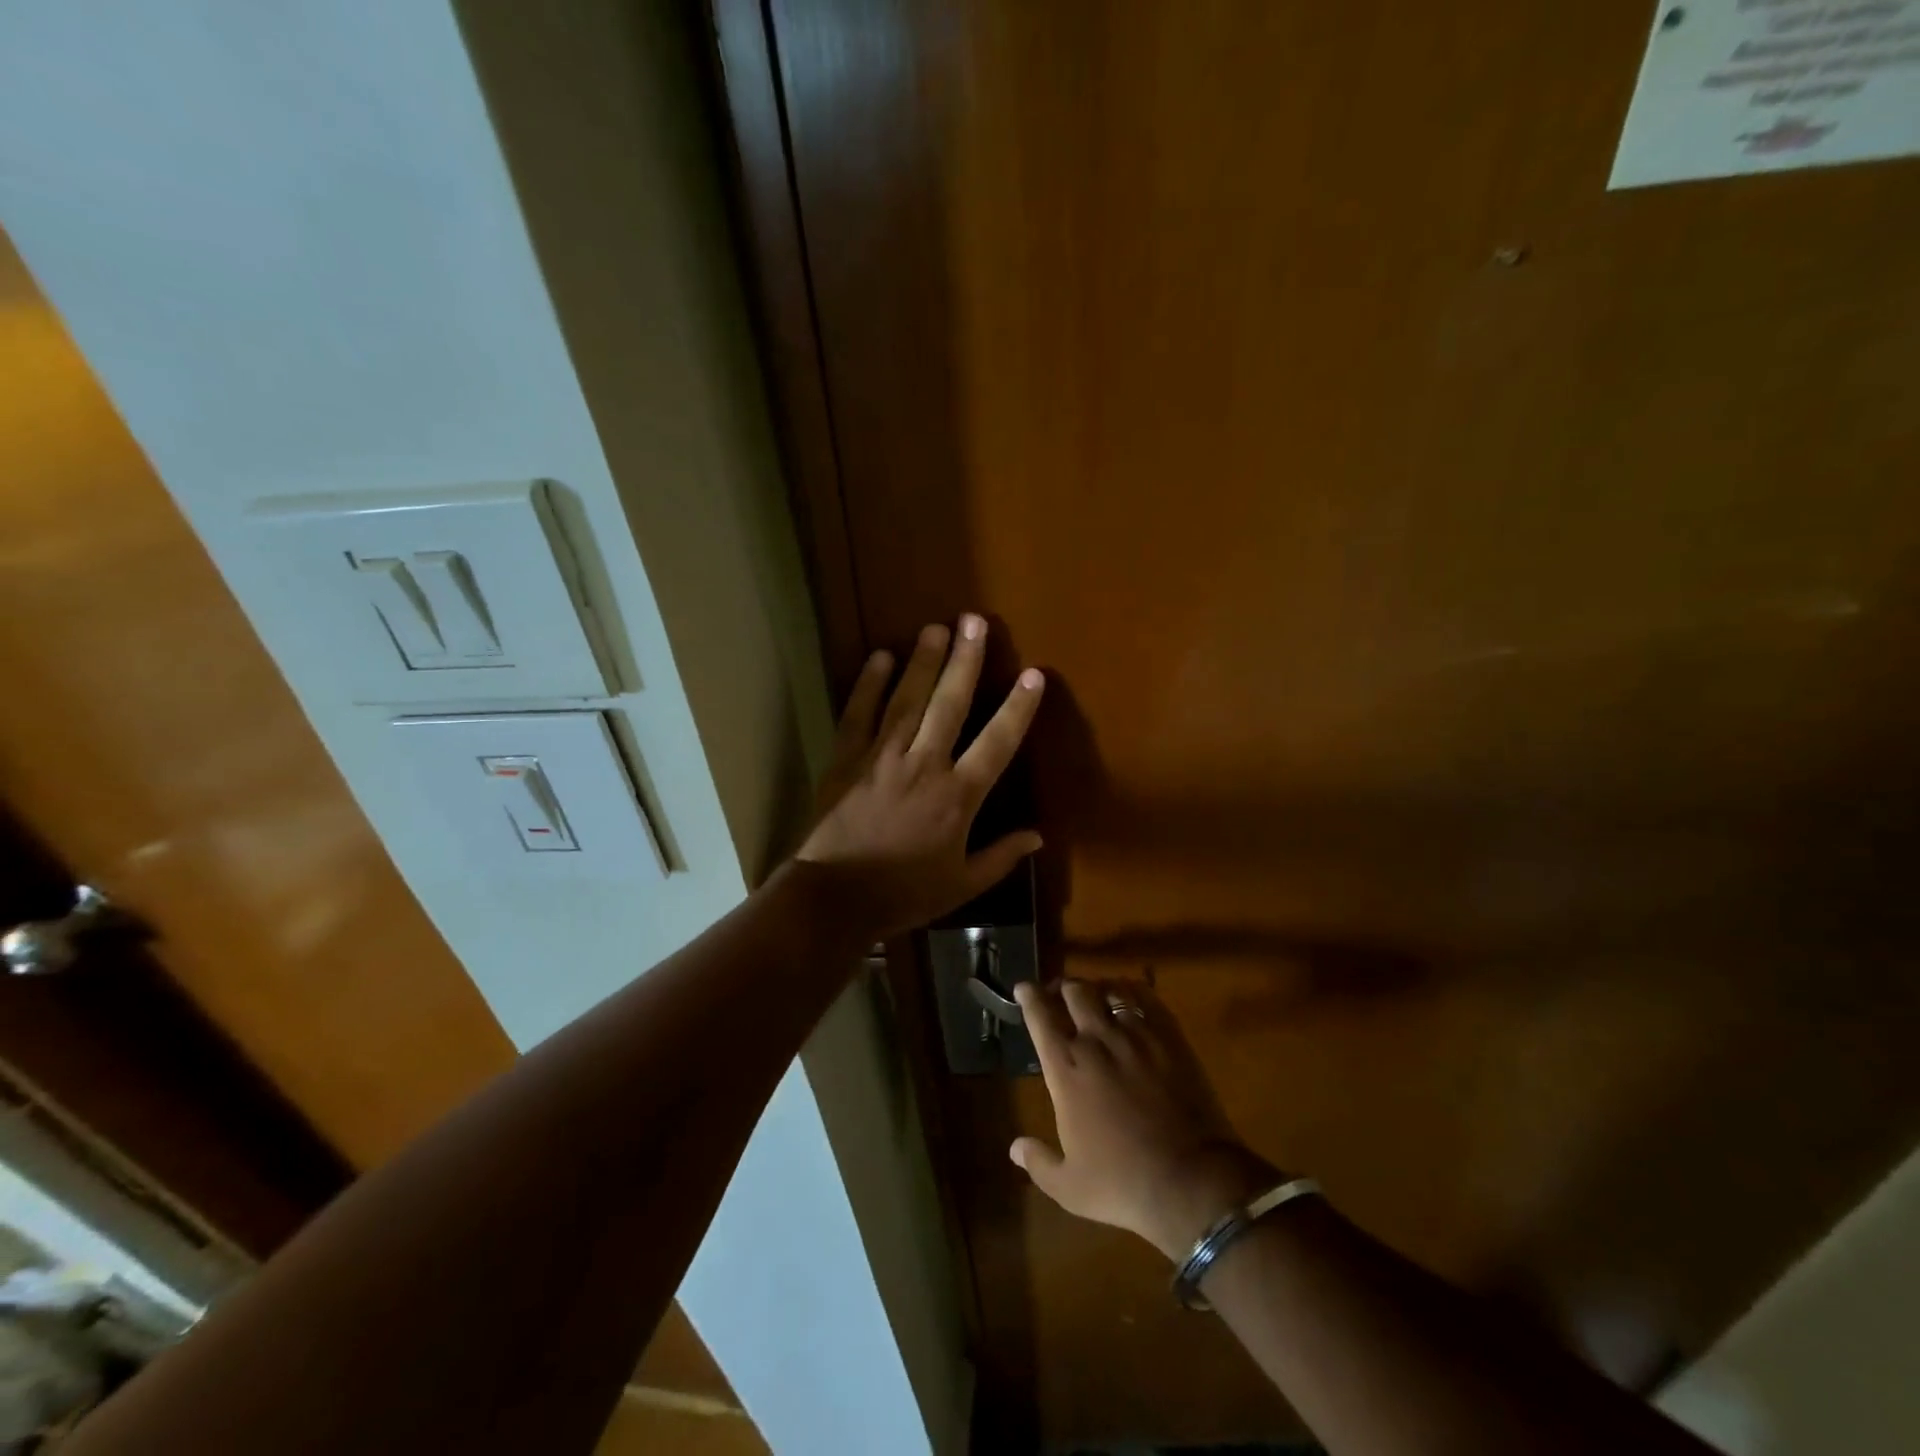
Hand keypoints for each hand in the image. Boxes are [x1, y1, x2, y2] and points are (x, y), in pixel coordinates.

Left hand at [798, 615, 1044, 937]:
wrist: (834, 899)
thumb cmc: (903, 894)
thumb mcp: (961, 885)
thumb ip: (1001, 857)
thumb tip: (1039, 836)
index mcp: (957, 797)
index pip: (997, 744)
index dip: (1018, 709)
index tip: (1034, 675)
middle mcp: (924, 765)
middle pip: (950, 704)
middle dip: (965, 661)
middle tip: (975, 622)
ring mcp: (881, 757)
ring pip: (907, 700)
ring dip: (924, 662)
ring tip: (936, 627)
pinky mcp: (846, 759)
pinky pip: (859, 714)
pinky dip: (869, 685)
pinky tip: (881, 657)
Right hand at [1010, 978, 1279, 1259]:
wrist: (1190, 1180)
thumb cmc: (1122, 1183)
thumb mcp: (1069, 1187)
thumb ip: (1039, 1162)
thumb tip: (1014, 1148)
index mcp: (1065, 1069)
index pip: (1039, 1016)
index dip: (1028, 996)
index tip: (1023, 988)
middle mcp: (1095, 1040)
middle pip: (1074, 992)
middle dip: (1063, 987)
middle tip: (1060, 993)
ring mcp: (1135, 1035)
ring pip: (1109, 990)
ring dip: (1096, 988)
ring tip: (1094, 993)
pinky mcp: (1168, 1037)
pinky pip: (1146, 998)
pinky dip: (1132, 991)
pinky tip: (1130, 997)